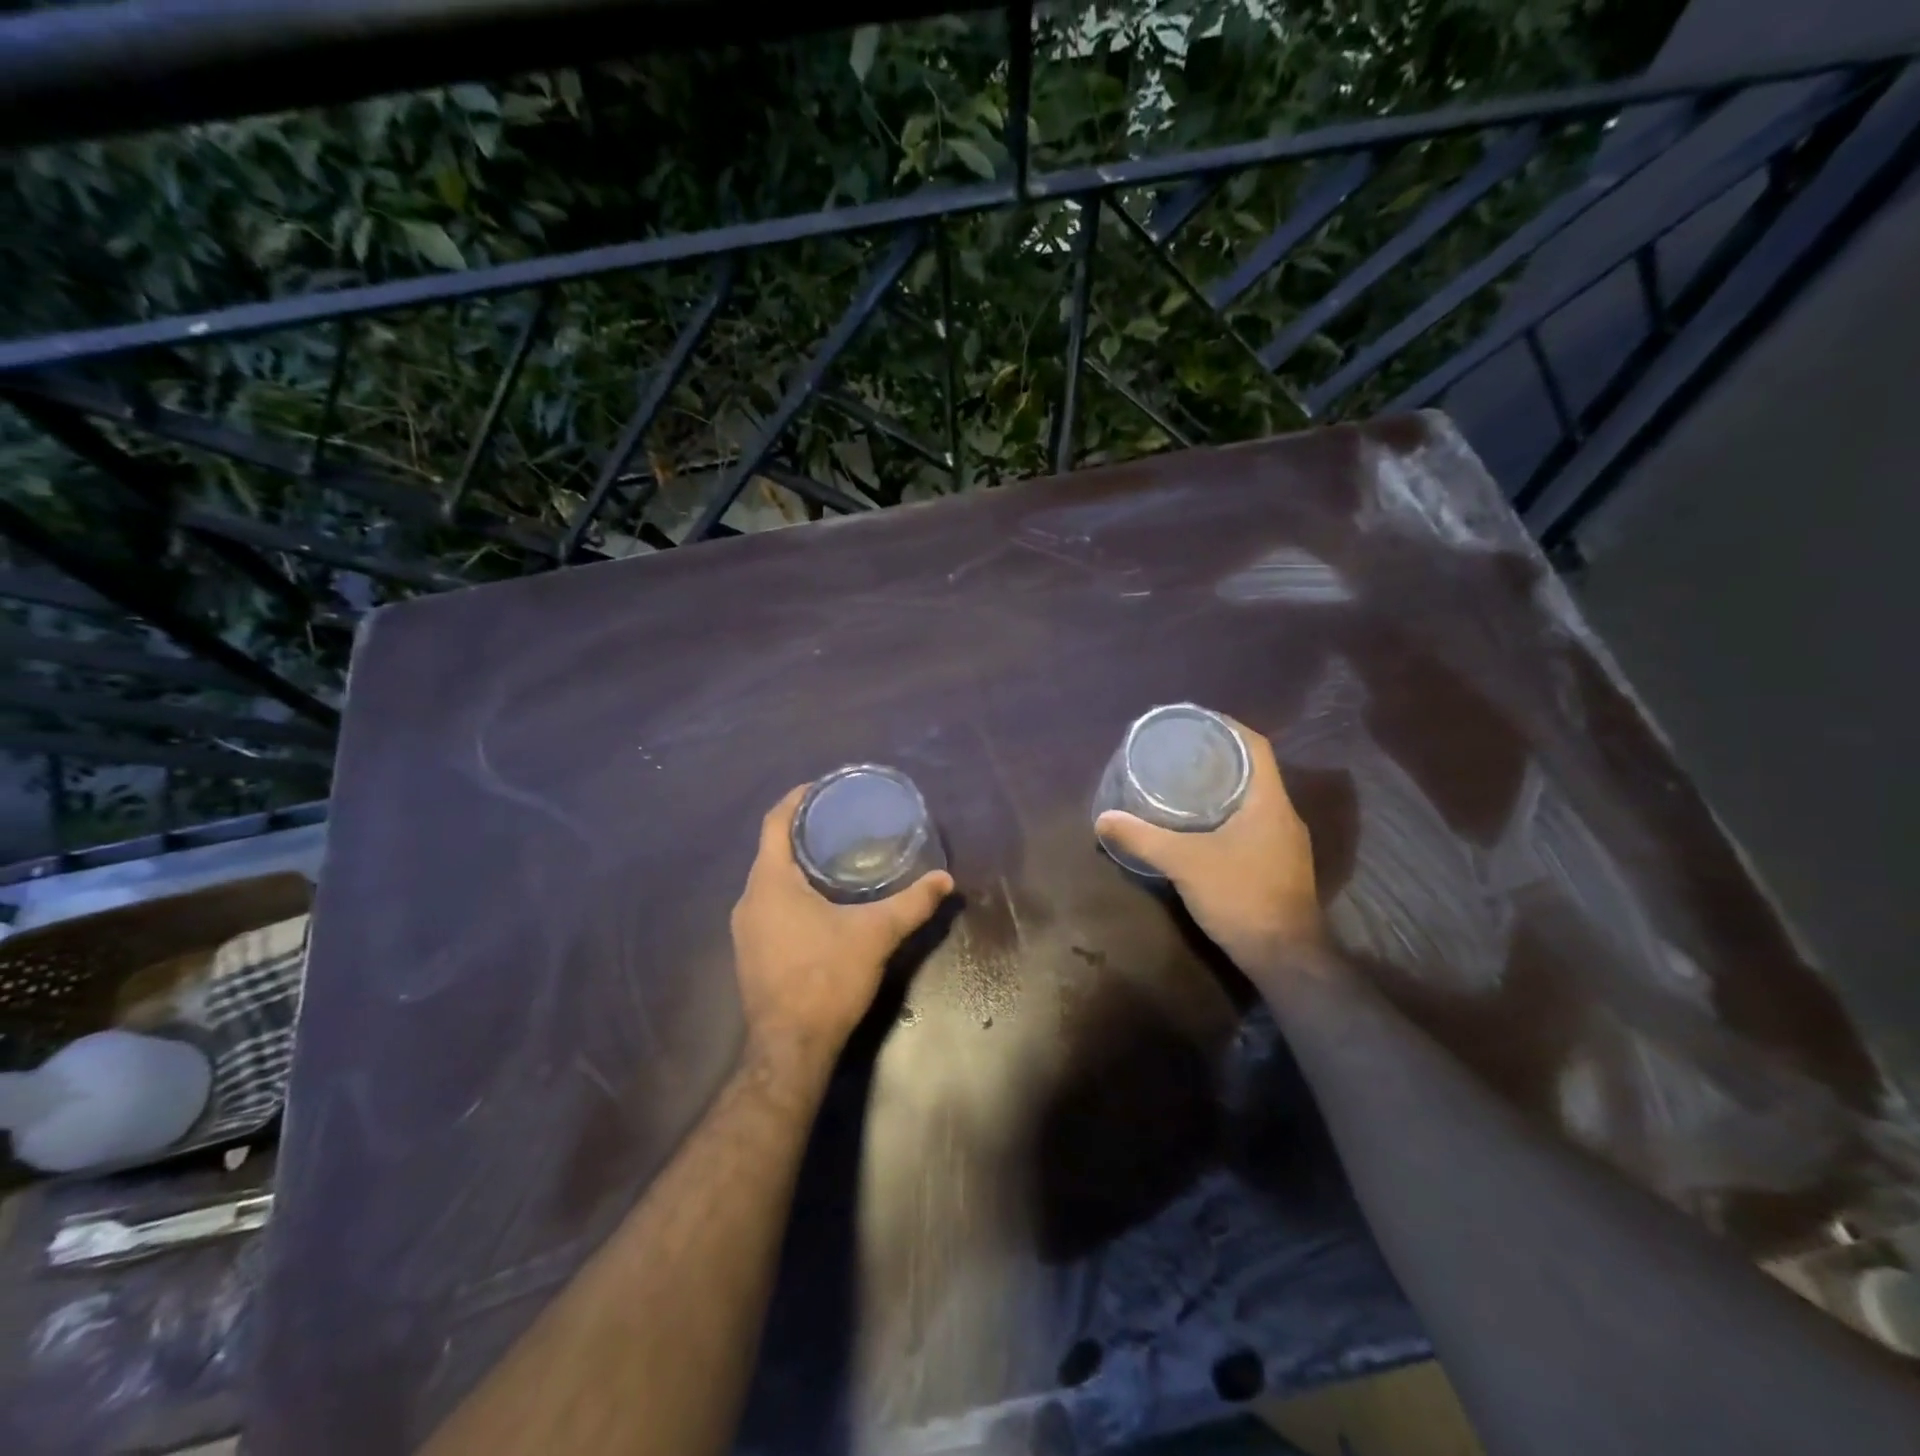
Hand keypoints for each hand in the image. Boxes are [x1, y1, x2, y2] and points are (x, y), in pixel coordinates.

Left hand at [731, 784, 953, 1079]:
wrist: (790, 1048)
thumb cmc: (827, 978)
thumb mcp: (876, 934)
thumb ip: (912, 903)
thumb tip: (946, 879)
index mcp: (770, 882)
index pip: (774, 823)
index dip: (796, 799)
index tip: (821, 787)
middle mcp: (748, 899)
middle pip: (771, 850)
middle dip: (802, 831)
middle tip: (841, 821)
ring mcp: (744, 929)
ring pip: (769, 880)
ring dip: (796, 864)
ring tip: (835, 856)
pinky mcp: (750, 952)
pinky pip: (768, 905)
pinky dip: (791, 891)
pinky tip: (820, 901)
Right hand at [1095, 717, 1326, 974]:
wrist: (1285, 956)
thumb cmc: (1240, 896)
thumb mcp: (1185, 863)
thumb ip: (1143, 838)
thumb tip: (1103, 819)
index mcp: (1269, 802)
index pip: (1255, 746)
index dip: (1227, 727)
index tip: (1194, 722)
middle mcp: (1283, 815)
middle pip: (1252, 770)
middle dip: (1217, 757)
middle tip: (1179, 752)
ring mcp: (1285, 842)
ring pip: (1252, 799)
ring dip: (1222, 787)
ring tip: (1183, 783)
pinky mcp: (1280, 865)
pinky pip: (1252, 823)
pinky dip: (1226, 814)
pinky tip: (1200, 826)